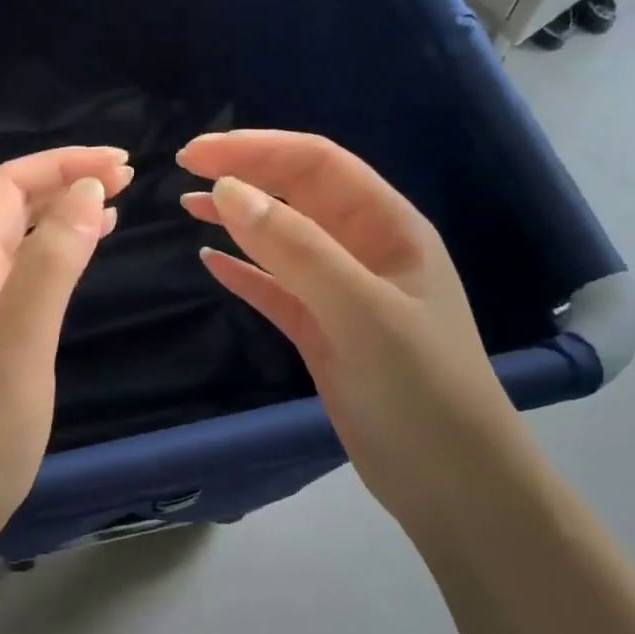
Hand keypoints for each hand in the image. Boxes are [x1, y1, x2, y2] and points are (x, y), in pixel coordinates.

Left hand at [0, 147, 130, 559]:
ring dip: (63, 214)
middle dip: (66, 180)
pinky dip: (56, 255)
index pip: (7, 186)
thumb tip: (87, 193)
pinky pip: (21, 277)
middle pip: (11, 206)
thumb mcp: (17, 350)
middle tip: (128, 178)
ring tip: (115, 206)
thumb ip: (51, 268)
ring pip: (18, 240)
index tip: (122, 166)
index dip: (62, 165)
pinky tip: (80, 260)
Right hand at [178, 130, 544, 523]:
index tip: (196, 154)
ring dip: (238, 221)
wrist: (451, 483)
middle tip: (183, 169)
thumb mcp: (361, 311)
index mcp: (389, 228)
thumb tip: (226, 190)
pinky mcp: (323, 334)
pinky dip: (244, 273)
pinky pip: (276, 290)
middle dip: (245, 175)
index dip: (257, 150)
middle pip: (297, 195)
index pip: (317, 165)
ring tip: (187, 208)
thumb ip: (296, 249)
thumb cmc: (420, 389)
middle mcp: (366, 251)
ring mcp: (343, 295)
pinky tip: (212, 263)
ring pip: (283, 241)